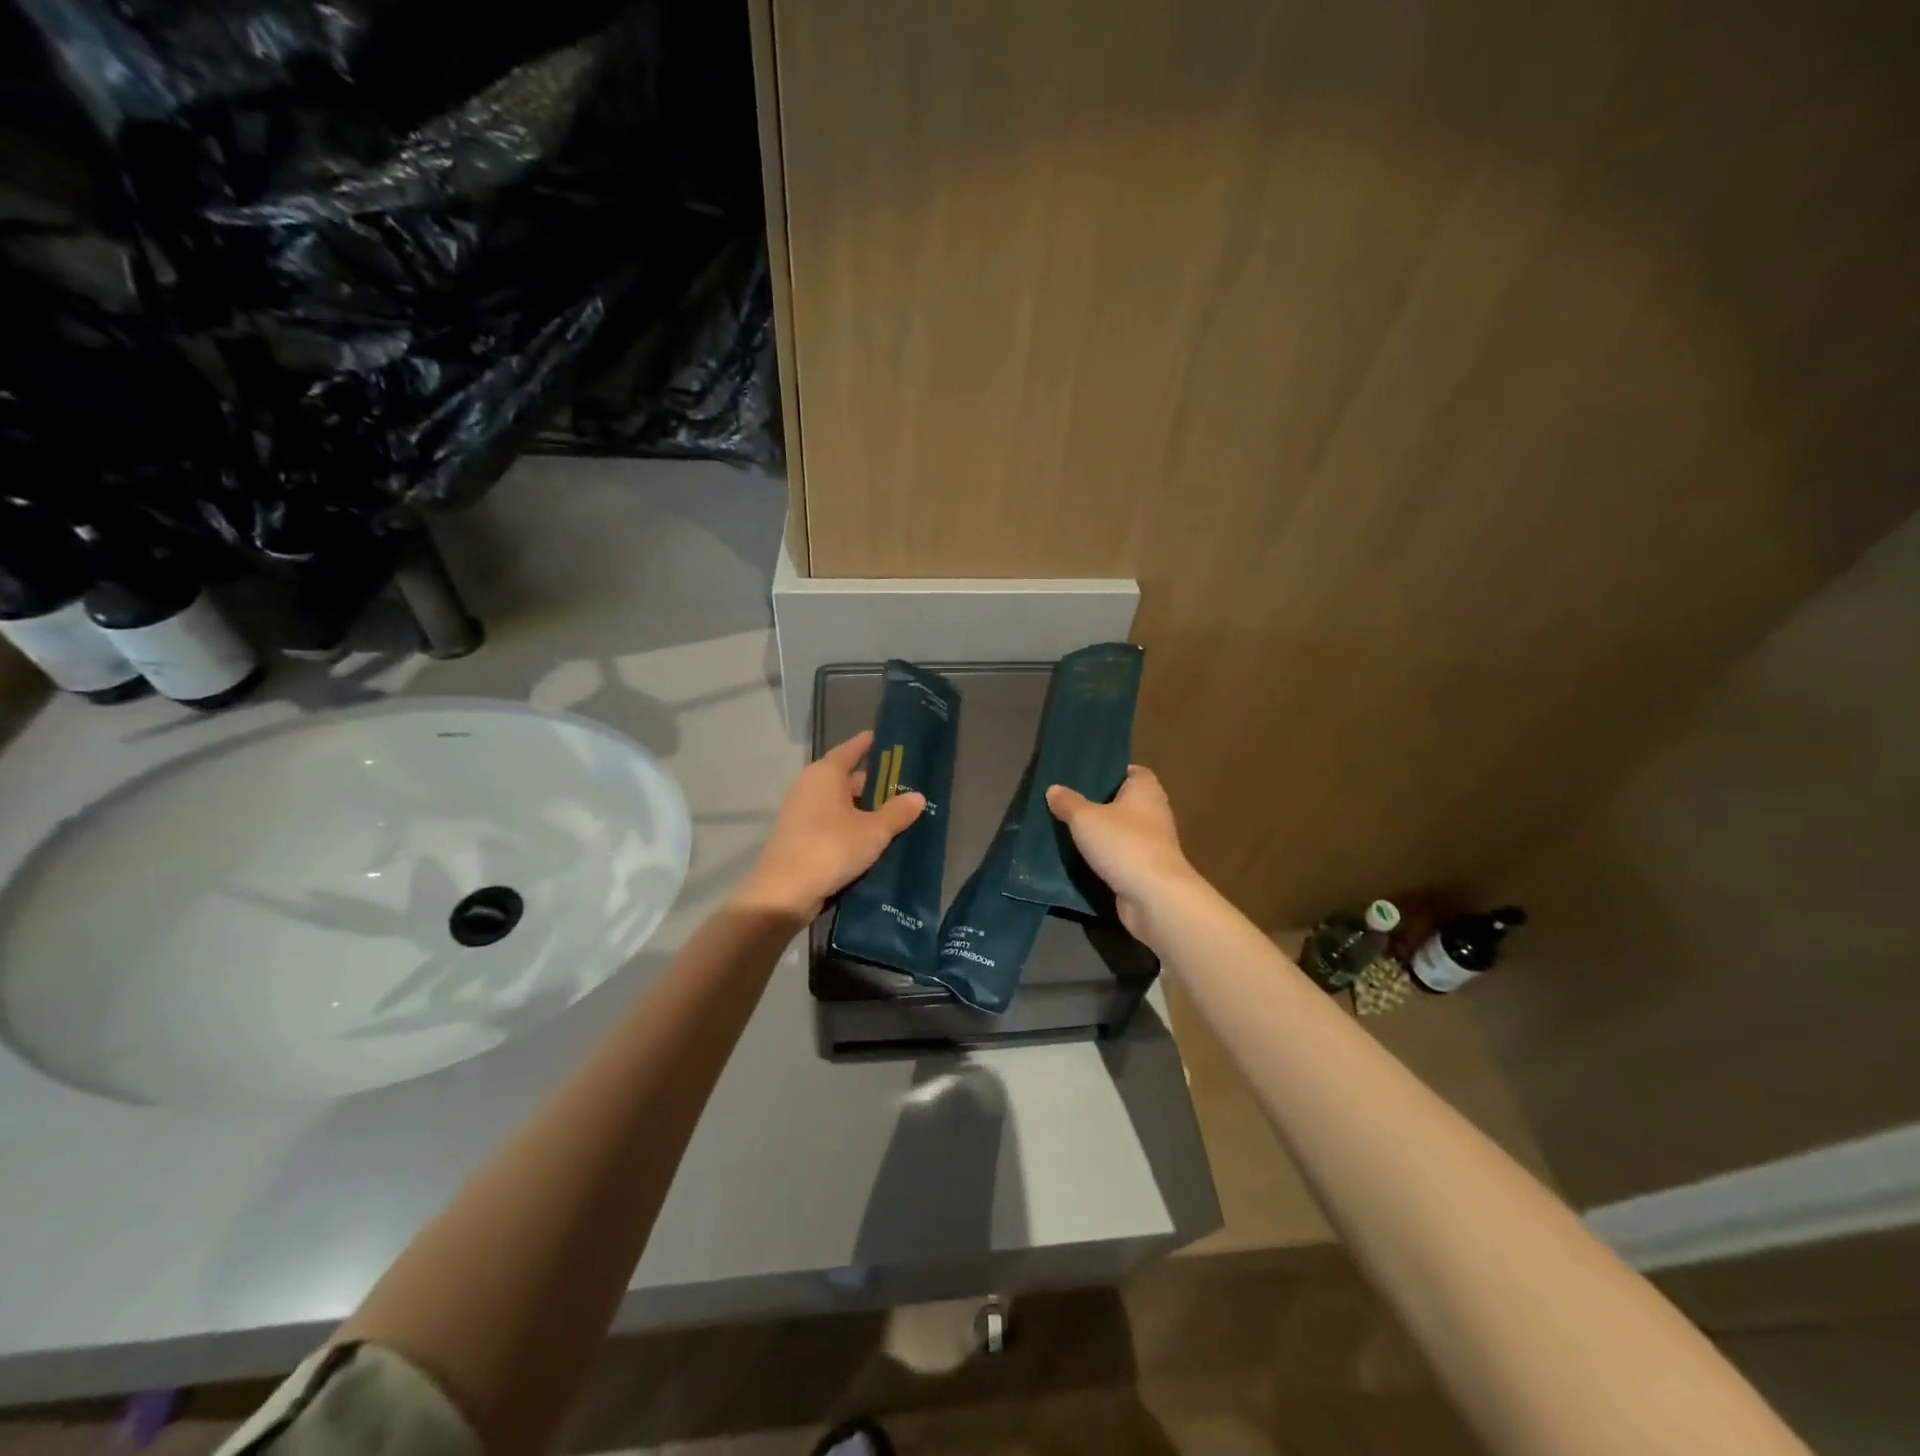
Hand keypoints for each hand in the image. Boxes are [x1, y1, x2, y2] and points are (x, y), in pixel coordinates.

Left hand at [734, 730, 925, 921]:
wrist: (785, 892)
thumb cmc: (832, 848)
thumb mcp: (874, 831)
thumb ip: (897, 812)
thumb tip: (918, 797)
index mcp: (826, 773)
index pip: (851, 749)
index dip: (868, 743)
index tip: (885, 738)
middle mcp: (809, 785)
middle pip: (845, 777)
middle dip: (872, 782)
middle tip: (902, 785)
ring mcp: (801, 812)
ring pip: (838, 802)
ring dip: (862, 807)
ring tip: (893, 813)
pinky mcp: (798, 836)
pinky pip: (830, 821)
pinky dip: (849, 825)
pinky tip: (869, 837)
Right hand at [1046, 765, 1202, 944]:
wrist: (1153, 896)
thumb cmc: (1122, 843)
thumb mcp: (1084, 818)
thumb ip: (1068, 802)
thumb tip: (1054, 789)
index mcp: (1145, 789)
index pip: (1131, 771)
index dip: (1109, 772)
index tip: (1084, 778)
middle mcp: (1154, 812)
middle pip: (1124, 802)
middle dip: (1099, 804)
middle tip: (1068, 805)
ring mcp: (1153, 843)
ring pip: (1122, 831)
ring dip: (1101, 834)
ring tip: (1068, 831)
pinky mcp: (1147, 869)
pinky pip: (1121, 856)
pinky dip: (1105, 858)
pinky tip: (1080, 860)